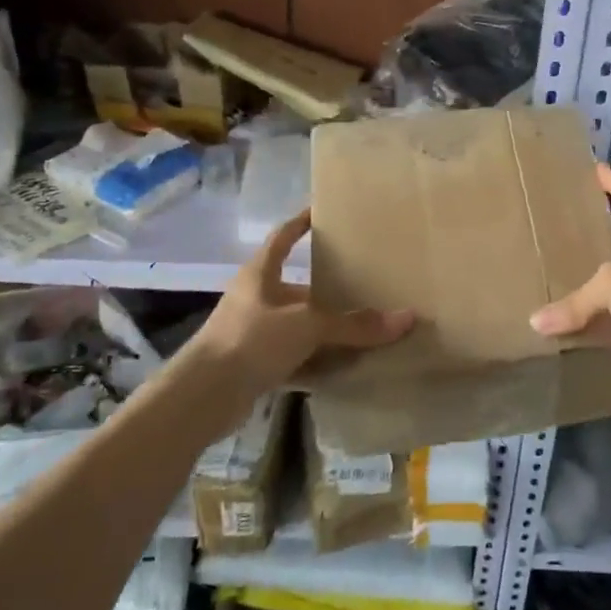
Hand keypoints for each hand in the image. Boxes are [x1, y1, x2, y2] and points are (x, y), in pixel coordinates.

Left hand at [185, 210, 412, 403]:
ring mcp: (254, 334)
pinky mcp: (256, 366)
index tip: (324, 213)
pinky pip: (296, 357)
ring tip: (366, 325)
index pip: (283, 237)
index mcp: (260, 275)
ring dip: (327, 329)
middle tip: (367, 280)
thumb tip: (407, 318)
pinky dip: (318, 361)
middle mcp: (256, 299)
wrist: (203, 396)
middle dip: (329, 287)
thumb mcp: (307, 325)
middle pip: (299, 286)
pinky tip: (346, 366)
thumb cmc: (251, 340)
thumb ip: (355, 324)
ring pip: (299, 325)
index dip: (302, 223)